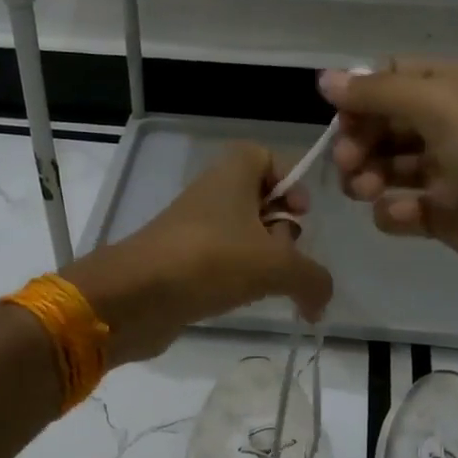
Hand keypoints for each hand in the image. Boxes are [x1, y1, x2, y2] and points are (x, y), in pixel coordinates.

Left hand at [68, 143, 332, 364]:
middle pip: (259, 200)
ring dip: (262, 260)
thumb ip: (313, 279)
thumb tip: (321, 301)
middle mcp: (211, 195)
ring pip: (242, 236)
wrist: (136, 296)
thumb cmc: (211, 261)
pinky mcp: (182, 263)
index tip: (300, 212)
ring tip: (268, 286)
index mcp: (232, 175)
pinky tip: (244, 301)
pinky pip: (221, 263)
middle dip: (282, 228)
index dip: (289, 180)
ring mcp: (193, 230)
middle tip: (286, 255)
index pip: (265, 156)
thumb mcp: (277, 266)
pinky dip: (237, 280)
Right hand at [320, 59, 457, 312]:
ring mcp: (452, 173)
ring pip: (390, 167)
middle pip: (386, 124)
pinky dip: (396, 212)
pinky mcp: (449, 217)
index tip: (340, 122)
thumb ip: (380, 92)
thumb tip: (325, 79)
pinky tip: (406, 216)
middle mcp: (454, 125)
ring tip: (368, 191)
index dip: (361, 97)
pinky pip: (405, 209)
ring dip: (369, 176)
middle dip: (360, 141)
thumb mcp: (442, 107)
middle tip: (349, 164)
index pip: (393, 79)